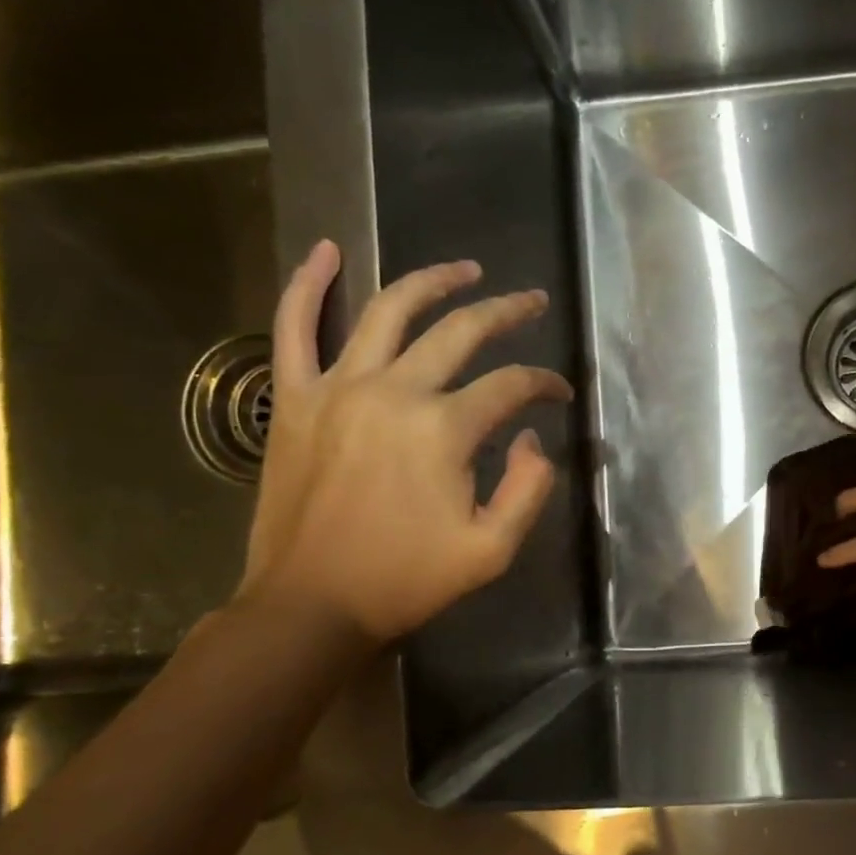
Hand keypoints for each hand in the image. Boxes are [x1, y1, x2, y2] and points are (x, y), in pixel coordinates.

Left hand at [237, 241, 572, 641]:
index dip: (544, 384)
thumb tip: (530, 439)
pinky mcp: (295, 399)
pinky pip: (294, 328)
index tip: (560, 393)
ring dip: (432, 281)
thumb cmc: (406, 581)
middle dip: (506, 312)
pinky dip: (308, 284)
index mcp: (444, 430)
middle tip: (532, 301)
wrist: (311, 605)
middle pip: (460, 331)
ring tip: (465, 268)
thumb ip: (528, 489)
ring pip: (388, 310)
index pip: (511, 385)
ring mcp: (337, 388)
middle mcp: (393, 392)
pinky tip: (326, 250)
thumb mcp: (493, 550)